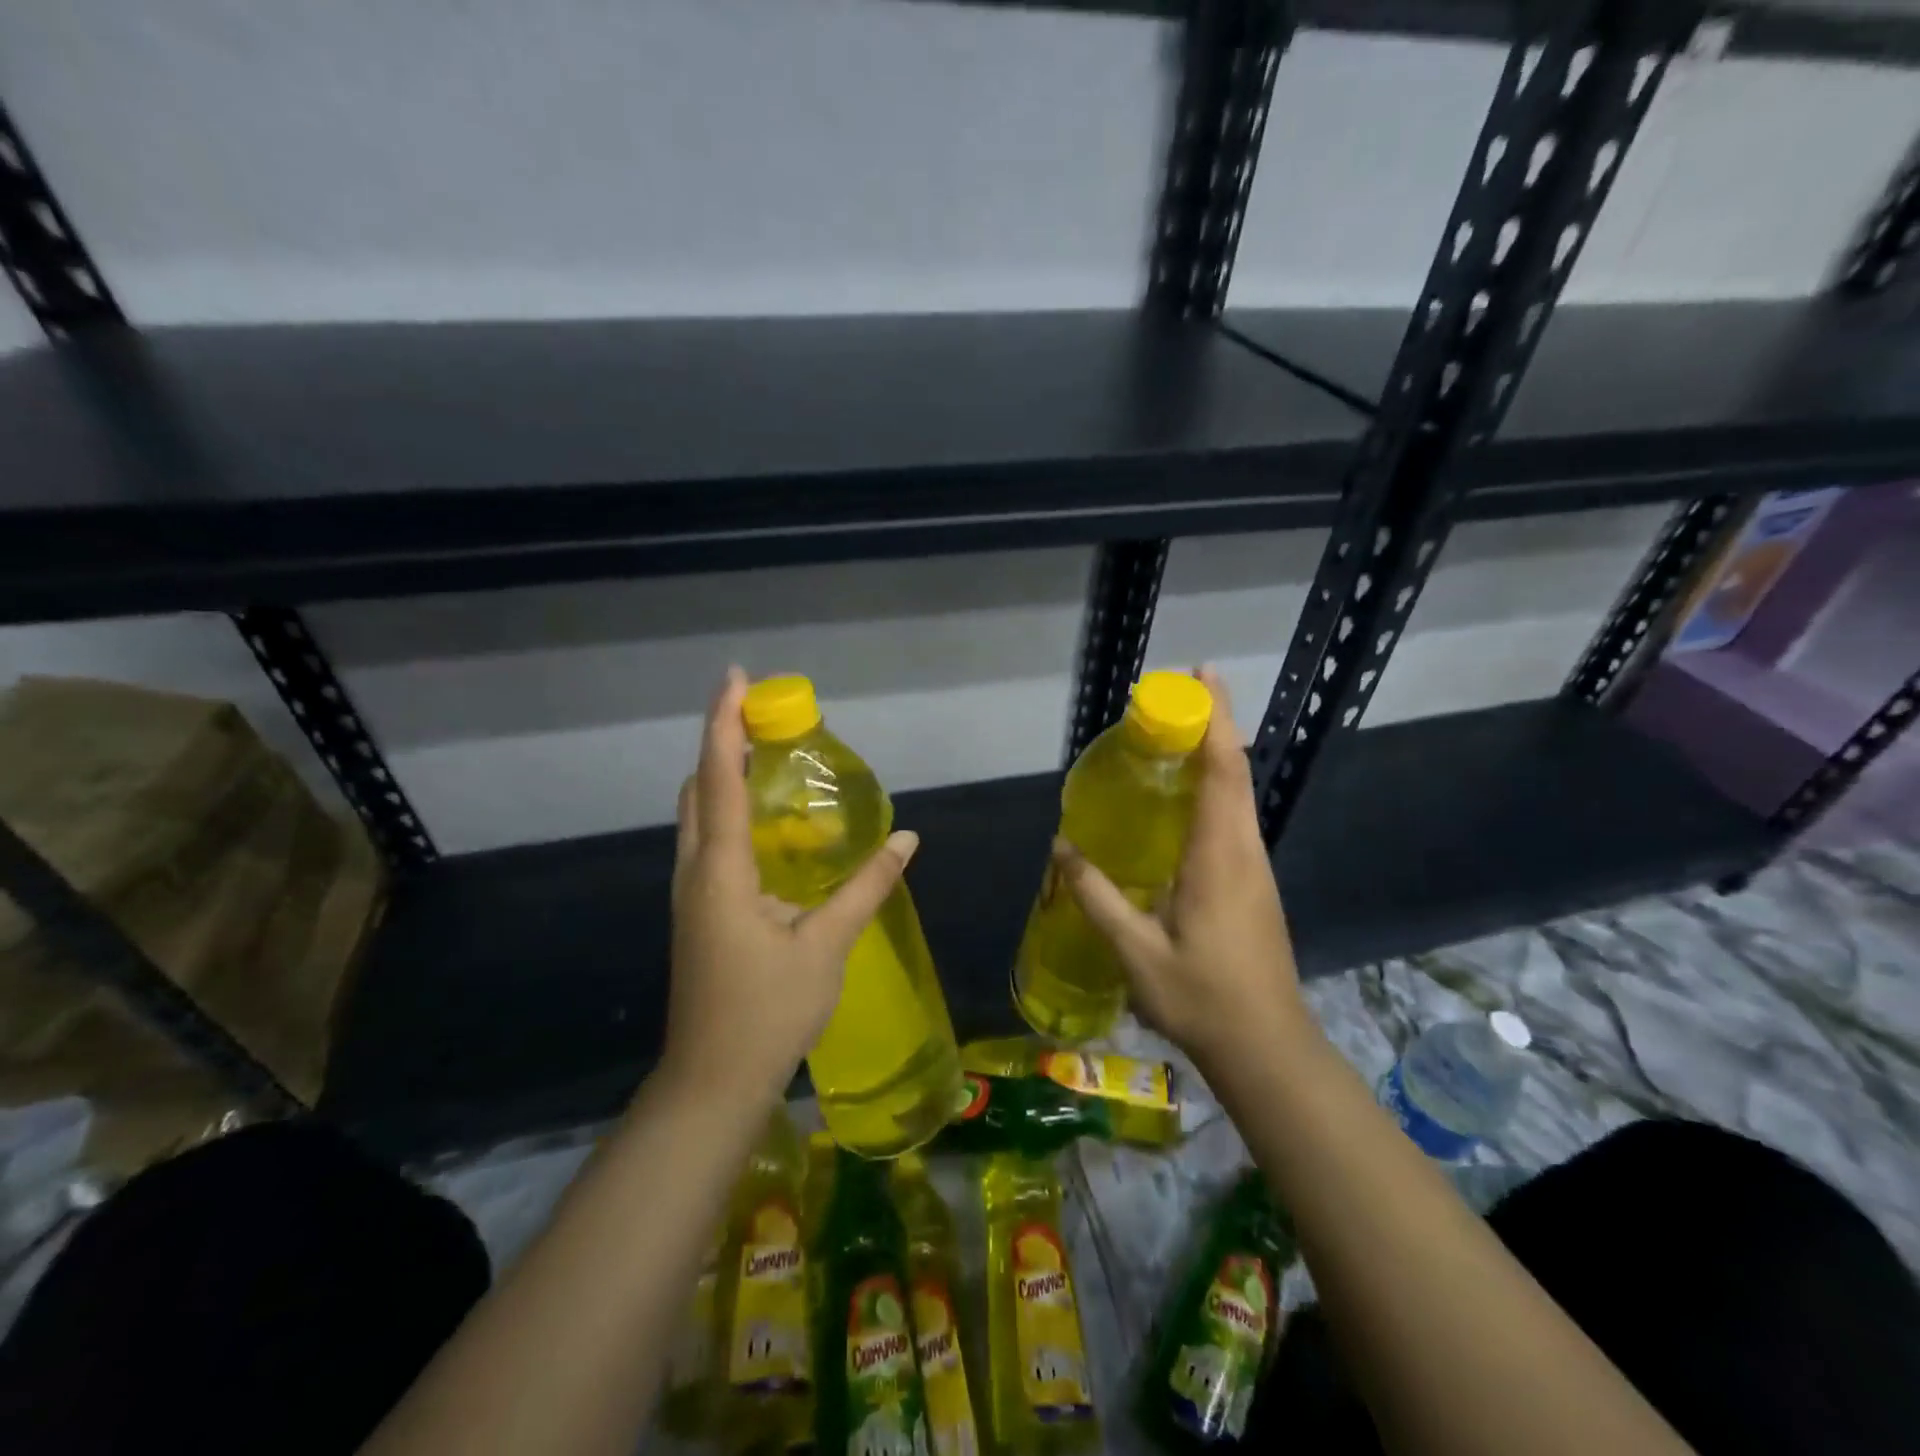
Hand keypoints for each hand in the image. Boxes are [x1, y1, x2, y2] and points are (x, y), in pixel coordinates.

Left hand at [660, 667, 919, 1108]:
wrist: (713, 1083)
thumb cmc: (768, 1012)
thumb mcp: (826, 946)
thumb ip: (866, 887)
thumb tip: (906, 841)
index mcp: (721, 871)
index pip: (719, 778)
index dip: (724, 723)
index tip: (736, 677)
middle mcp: (695, 871)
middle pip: (699, 788)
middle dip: (722, 741)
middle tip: (763, 715)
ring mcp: (690, 894)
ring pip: (698, 815)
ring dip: (723, 776)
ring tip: (765, 755)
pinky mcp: (697, 912)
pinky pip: (708, 841)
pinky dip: (728, 811)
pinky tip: (766, 824)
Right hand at [1052, 666, 1309, 1076]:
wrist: (1266, 1047)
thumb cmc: (1201, 997)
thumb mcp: (1136, 950)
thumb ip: (1097, 895)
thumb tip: (1061, 848)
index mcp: (1220, 856)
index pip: (1223, 770)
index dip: (1215, 718)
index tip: (1201, 676)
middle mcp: (1245, 850)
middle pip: (1235, 771)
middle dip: (1214, 724)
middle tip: (1177, 695)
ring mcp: (1255, 868)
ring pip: (1239, 795)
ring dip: (1214, 756)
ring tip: (1174, 736)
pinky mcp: (1254, 884)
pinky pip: (1234, 820)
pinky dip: (1214, 790)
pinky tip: (1183, 803)